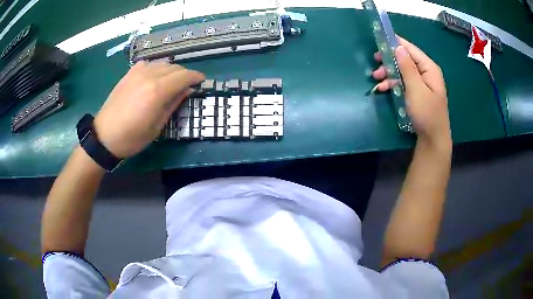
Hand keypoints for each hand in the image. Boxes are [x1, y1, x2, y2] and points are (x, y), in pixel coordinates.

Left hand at [93, 61, 204, 157]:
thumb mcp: (157, 126)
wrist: (104, 136)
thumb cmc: (132, 137)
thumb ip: (173, 104)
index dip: (195, 76)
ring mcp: (137, 72)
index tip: (202, 80)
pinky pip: (148, 64)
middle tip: (188, 84)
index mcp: (158, 91)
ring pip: (162, 63)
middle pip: (174, 67)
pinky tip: (154, 76)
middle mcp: (149, 76)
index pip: (184, 76)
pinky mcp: (129, 74)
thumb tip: (187, 90)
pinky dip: (156, 68)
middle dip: (185, 74)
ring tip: (172, 81)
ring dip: (171, 70)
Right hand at [372, 37, 450, 147]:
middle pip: (405, 59)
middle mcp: (426, 72)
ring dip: (389, 74)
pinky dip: (393, 84)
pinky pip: (404, 83)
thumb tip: (398, 47)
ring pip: (402, 71)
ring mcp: (422, 83)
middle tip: (375, 63)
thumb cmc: (426, 113)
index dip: (395, 43)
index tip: (379, 41)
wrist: (433, 139)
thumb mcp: (416, 89)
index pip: (410, 49)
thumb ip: (408, 67)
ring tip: (376, 79)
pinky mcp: (417, 93)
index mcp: (429, 68)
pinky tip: (383, 89)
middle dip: (389, 61)